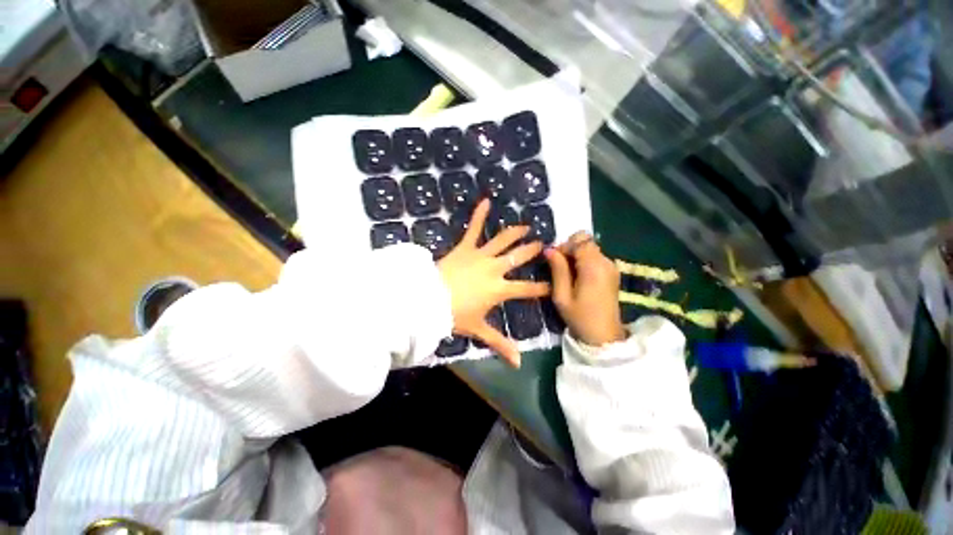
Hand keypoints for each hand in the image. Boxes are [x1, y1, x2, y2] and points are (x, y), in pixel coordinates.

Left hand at [438, 199, 549, 366]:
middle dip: (532, 251)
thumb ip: (500, 344)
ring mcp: (480, 255)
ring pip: (503, 240)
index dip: (541, 288)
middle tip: (542, 244)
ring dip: (515, 232)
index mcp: (500, 290)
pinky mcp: (465, 247)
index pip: (527, 289)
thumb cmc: (455, 315)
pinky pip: (473, 228)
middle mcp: (495, 269)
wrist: (429, 300)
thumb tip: (518, 363)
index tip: (552, 284)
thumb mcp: (478, 330)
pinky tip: (486, 200)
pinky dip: (479, 214)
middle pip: (519, 258)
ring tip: (526, 226)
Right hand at [544, 231, 625, 346]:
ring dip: (576, 255)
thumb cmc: (580, 318)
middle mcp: (606, 262)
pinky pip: (595, 257)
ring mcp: (611, 267)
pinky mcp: (612, 272)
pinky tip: (578, 278)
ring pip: (590, 248)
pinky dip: (584, 261)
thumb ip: (558, 270)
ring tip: (567, 274)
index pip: (579, 241)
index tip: (553, 260)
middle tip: (559, 266)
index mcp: (593, 267)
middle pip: (586, 241)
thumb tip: (549, 250)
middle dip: (570, 248)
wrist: (604, 337)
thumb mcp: (562, 296)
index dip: (564, 246)